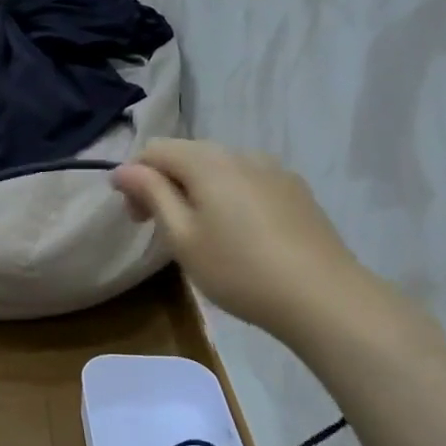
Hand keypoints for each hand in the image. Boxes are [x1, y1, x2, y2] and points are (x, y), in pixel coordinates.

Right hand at [112, 139, 362, 342]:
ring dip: (196, 189)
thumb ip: (151, 194)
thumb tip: (123, 169)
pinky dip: (228, 196)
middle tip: (158, 227)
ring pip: (219, 168)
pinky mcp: (295, 190)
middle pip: (187, 154)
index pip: (154, 150)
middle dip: (163, 183)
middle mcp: (240, 153)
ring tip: (199, 232)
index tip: (134, 217)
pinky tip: (238, 233)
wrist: (323, 296)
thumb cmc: (238, 269)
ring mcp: (273, 170)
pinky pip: (247, 181)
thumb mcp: (182, 236)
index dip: (134, 177)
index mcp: (207, 162)